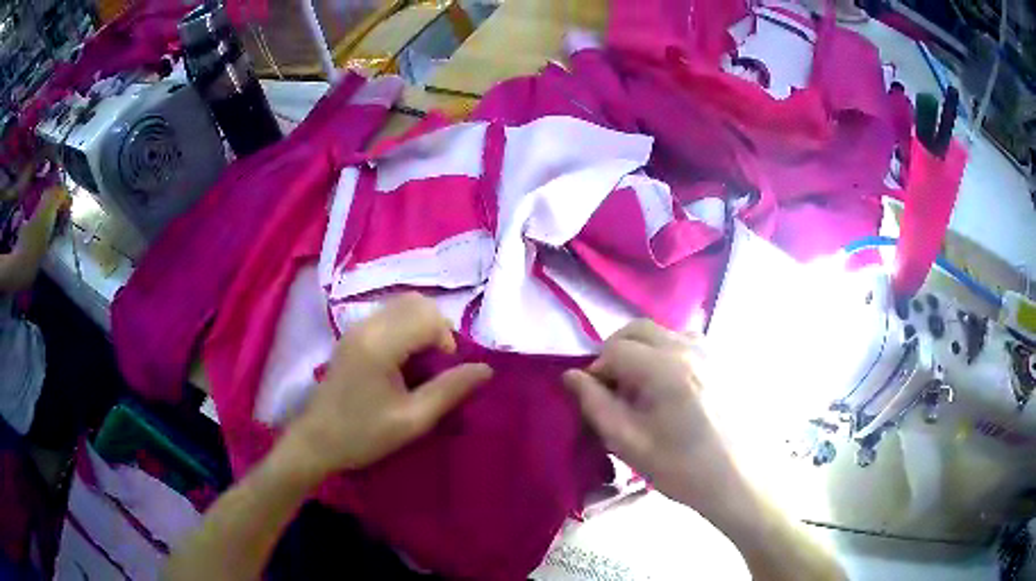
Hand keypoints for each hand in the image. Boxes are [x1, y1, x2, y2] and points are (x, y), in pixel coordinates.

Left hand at [282, 293, 492, 479]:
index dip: (447, 339)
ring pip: (402, 304)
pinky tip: (404, 359)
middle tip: (439, 363)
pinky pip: (388, 314)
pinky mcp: (352, 334)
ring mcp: (356, 327)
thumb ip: (450, 391)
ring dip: (422, 325)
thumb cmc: (363, 435)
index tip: (445, 370)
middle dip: (437, 327)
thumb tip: (485, 369)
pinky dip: (406, 327)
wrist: (317, 441)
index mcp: (379, 345)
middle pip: (416, 302)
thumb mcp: (412, 420)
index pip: (427, 316)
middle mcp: (366, 325)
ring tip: (424, 361)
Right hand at [563, 320, 735, 513]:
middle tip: (613, 387)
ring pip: (662, 332)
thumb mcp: (630, 444)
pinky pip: (686, 341)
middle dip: (616, 352)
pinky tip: (671, 385)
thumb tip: (571, 376)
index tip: (596, 397)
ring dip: (642, 350)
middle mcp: (689, 348)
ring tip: (642, 387)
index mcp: (666, 369)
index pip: (615, 350)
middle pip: (638, 329)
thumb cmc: (683, 468)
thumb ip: (596, 406)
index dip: (596, 370)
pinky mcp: (723, 359)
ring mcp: (711, 350)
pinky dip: (667, 352)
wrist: (739, 478)